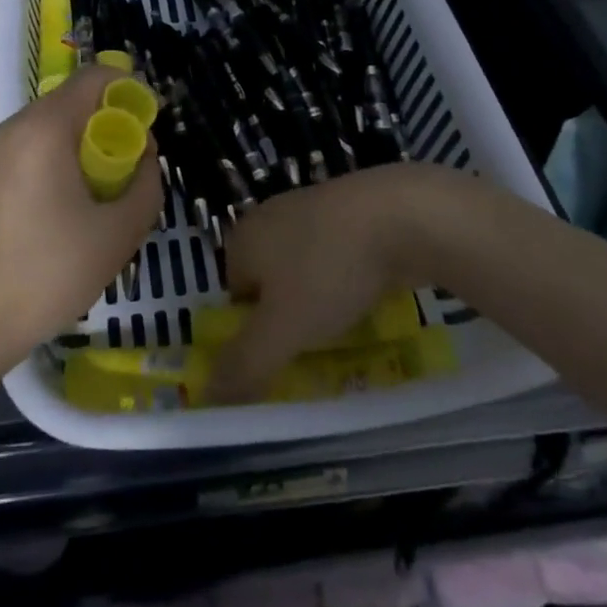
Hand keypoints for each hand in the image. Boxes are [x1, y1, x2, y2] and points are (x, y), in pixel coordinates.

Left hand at [0, 67, 161, 374]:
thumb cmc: (48, 274)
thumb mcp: (118, 234)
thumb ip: (146, 185)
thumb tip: (145, 158)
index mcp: (44, 129)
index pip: (94, 77)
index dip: (129, 90)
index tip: (149, 124)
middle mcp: (12, 128)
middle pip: (71, 102)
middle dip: (107, 124)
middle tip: (129, 167)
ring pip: (48, 128)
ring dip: (81, 146)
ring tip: (98, 194)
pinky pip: (27, 151)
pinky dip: (53, 163)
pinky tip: (61, 212)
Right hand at [208, 165, 442, 402]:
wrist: (399, 215)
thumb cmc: (329, 269)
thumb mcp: (283, 329)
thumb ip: (245, 365)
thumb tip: (207, 397)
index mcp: (243, 238)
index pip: (235, 298)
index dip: (256, 333)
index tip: (286, 357)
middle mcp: (270, 218)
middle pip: (271, 285)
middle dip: (291, 319)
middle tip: (318, 351)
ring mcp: (310, 209)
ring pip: (306, 273)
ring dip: (322, 303)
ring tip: (349, 331)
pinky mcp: (347, 210)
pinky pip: (338, 258)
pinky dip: (349, 281)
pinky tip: (370, 300)